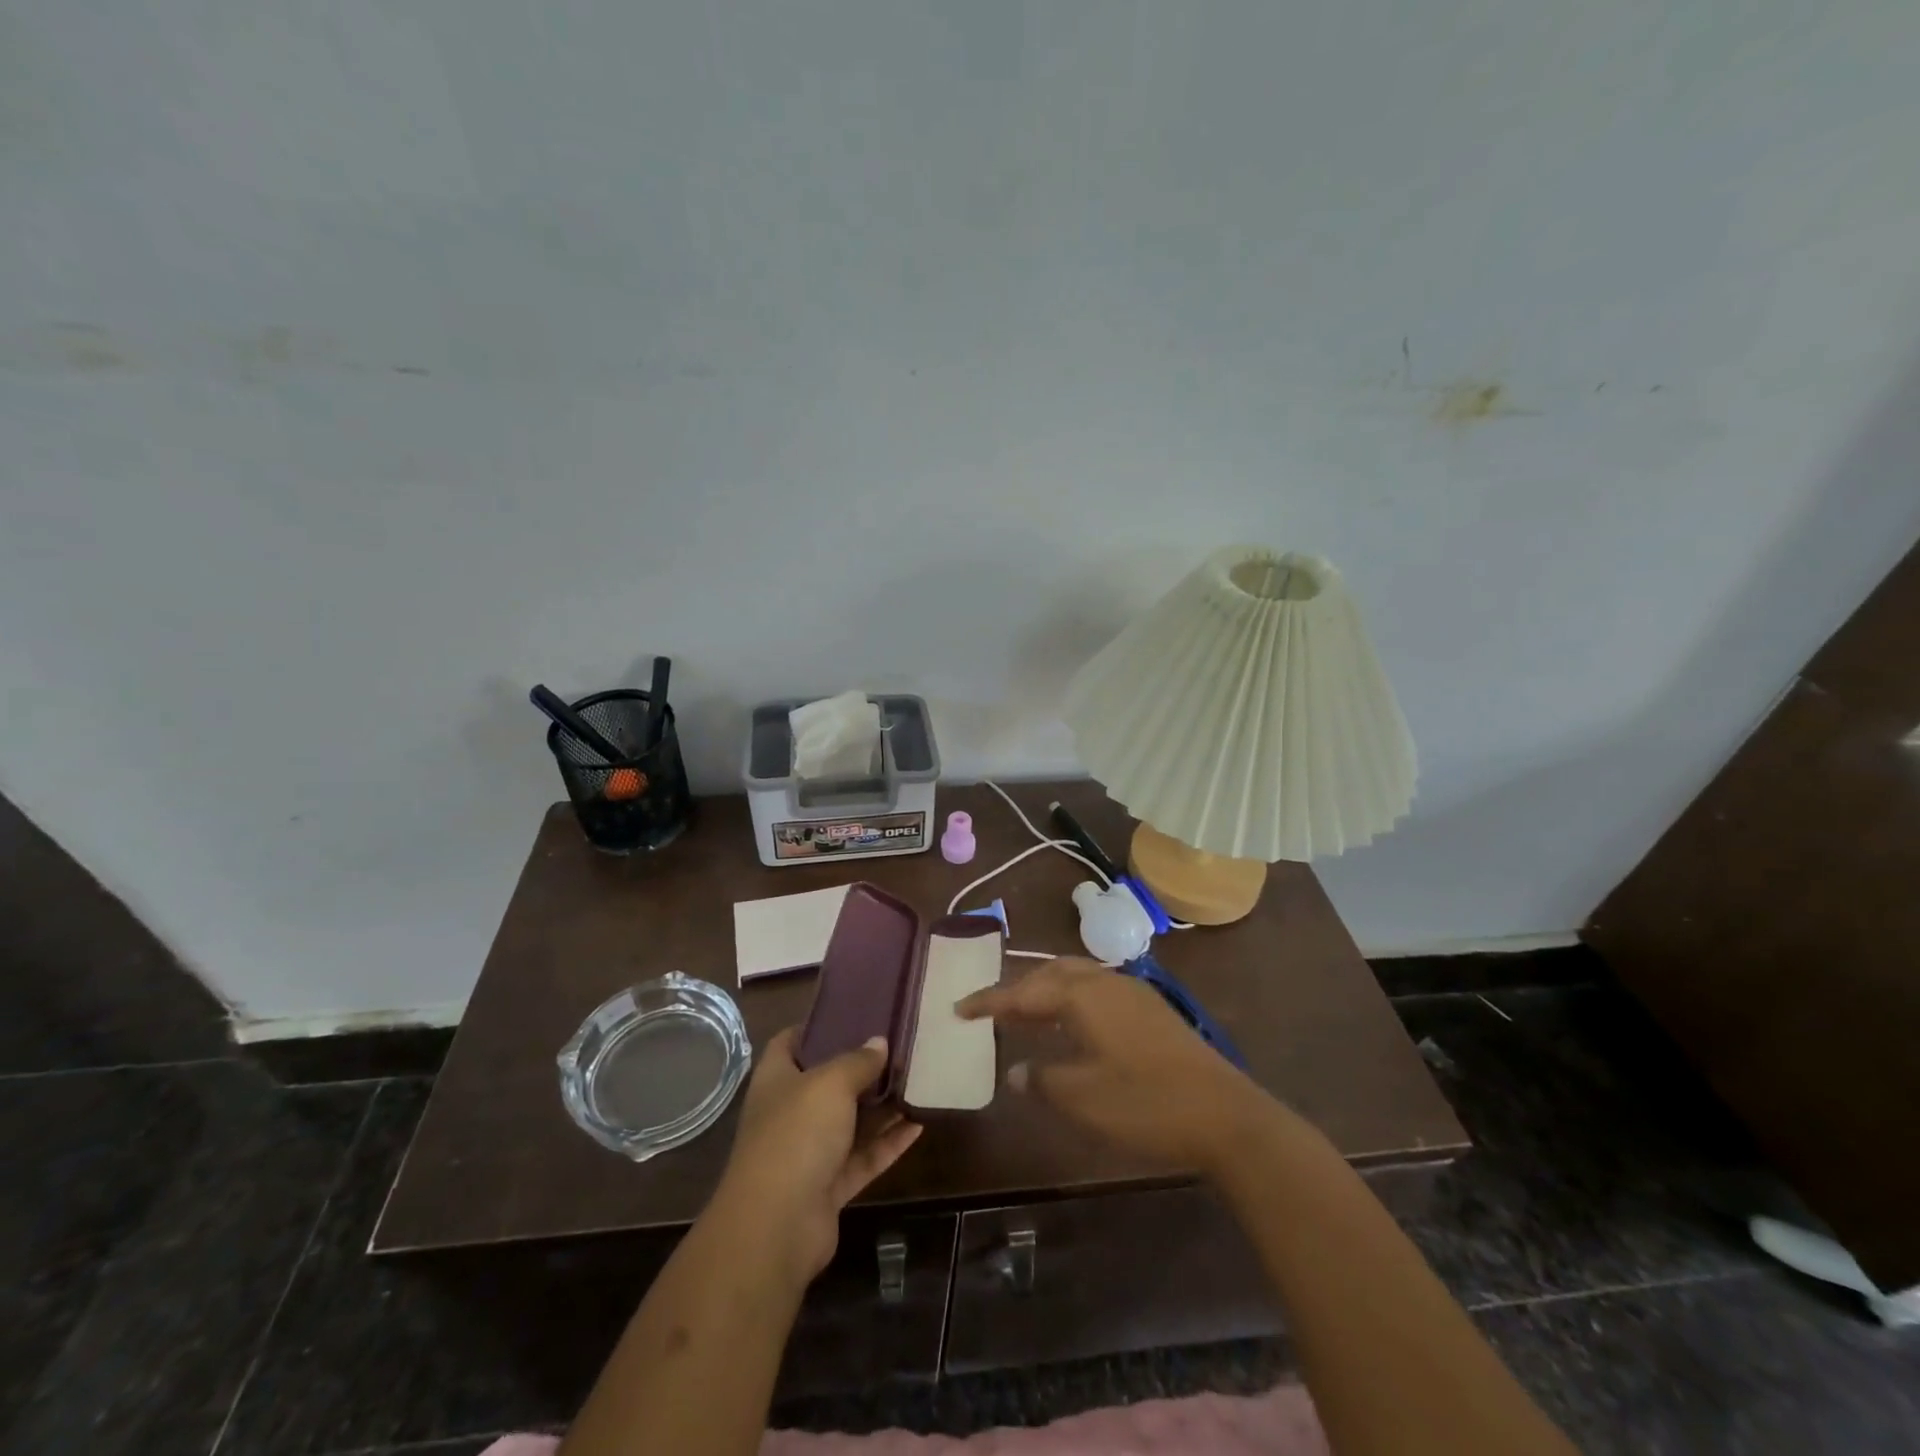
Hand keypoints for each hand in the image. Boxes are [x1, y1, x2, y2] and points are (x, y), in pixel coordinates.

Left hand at [712, 1028, 922, 1282]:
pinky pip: (863, 1157)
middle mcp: (789, 1112)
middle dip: (859, 1067)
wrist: (777, 1226)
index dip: (815, 1026)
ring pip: (849, 1122)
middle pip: (826, 1083)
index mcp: (776, 1080)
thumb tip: (879, 1042)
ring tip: (915, 1081)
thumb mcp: (830, 1083)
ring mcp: (809, 1152)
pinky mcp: (829, 1186)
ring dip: (879, 1106)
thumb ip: (858, 1061)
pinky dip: (888, 1143)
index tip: (851, 1012)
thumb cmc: (796, 1135)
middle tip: (897, 1045)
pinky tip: (919, 1125)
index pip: (790, 1042)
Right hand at [956, 958, 1270, 1174]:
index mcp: (1083, 996)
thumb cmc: (1146, 1104)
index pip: (1023, 992)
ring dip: (1047, 990)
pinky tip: (1073, 1026)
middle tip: (993, 1010)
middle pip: (1051, 973)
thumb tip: (1016, 1070)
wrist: (1225, 1115)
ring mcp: (1133, 993)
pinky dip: (1072, 999)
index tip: (959, 1008)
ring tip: (1027, 1014)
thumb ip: (1043, 1080)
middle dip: (1019, 988)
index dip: (990, 1001)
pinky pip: (1097, 990)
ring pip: (1077, 978)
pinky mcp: (1151, 1010)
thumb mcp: (1083, 1098)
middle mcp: (1105, 982)